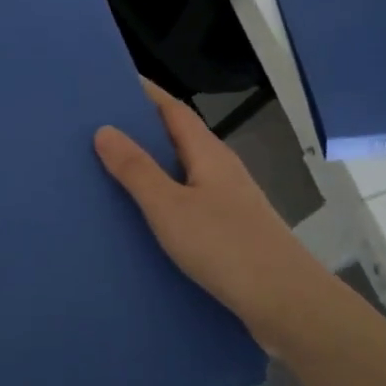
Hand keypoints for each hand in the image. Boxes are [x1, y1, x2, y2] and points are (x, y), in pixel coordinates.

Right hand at [95, 82, 329, 351]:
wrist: (286, 303)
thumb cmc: (225, 246)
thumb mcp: (169, 207)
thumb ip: (136, 170)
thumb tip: (104, 129)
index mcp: (208, 153)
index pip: (173, 109)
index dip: (146, 93)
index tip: (113, 82)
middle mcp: (222, 169)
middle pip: (179, 136)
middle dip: (143, 127)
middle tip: (99, 126)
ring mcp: (230, 201)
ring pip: (184, 170)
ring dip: (153, 163)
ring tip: (111, 167)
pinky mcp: (232, 230)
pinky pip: (189, 199)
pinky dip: (164, 195)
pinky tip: (145, 215)